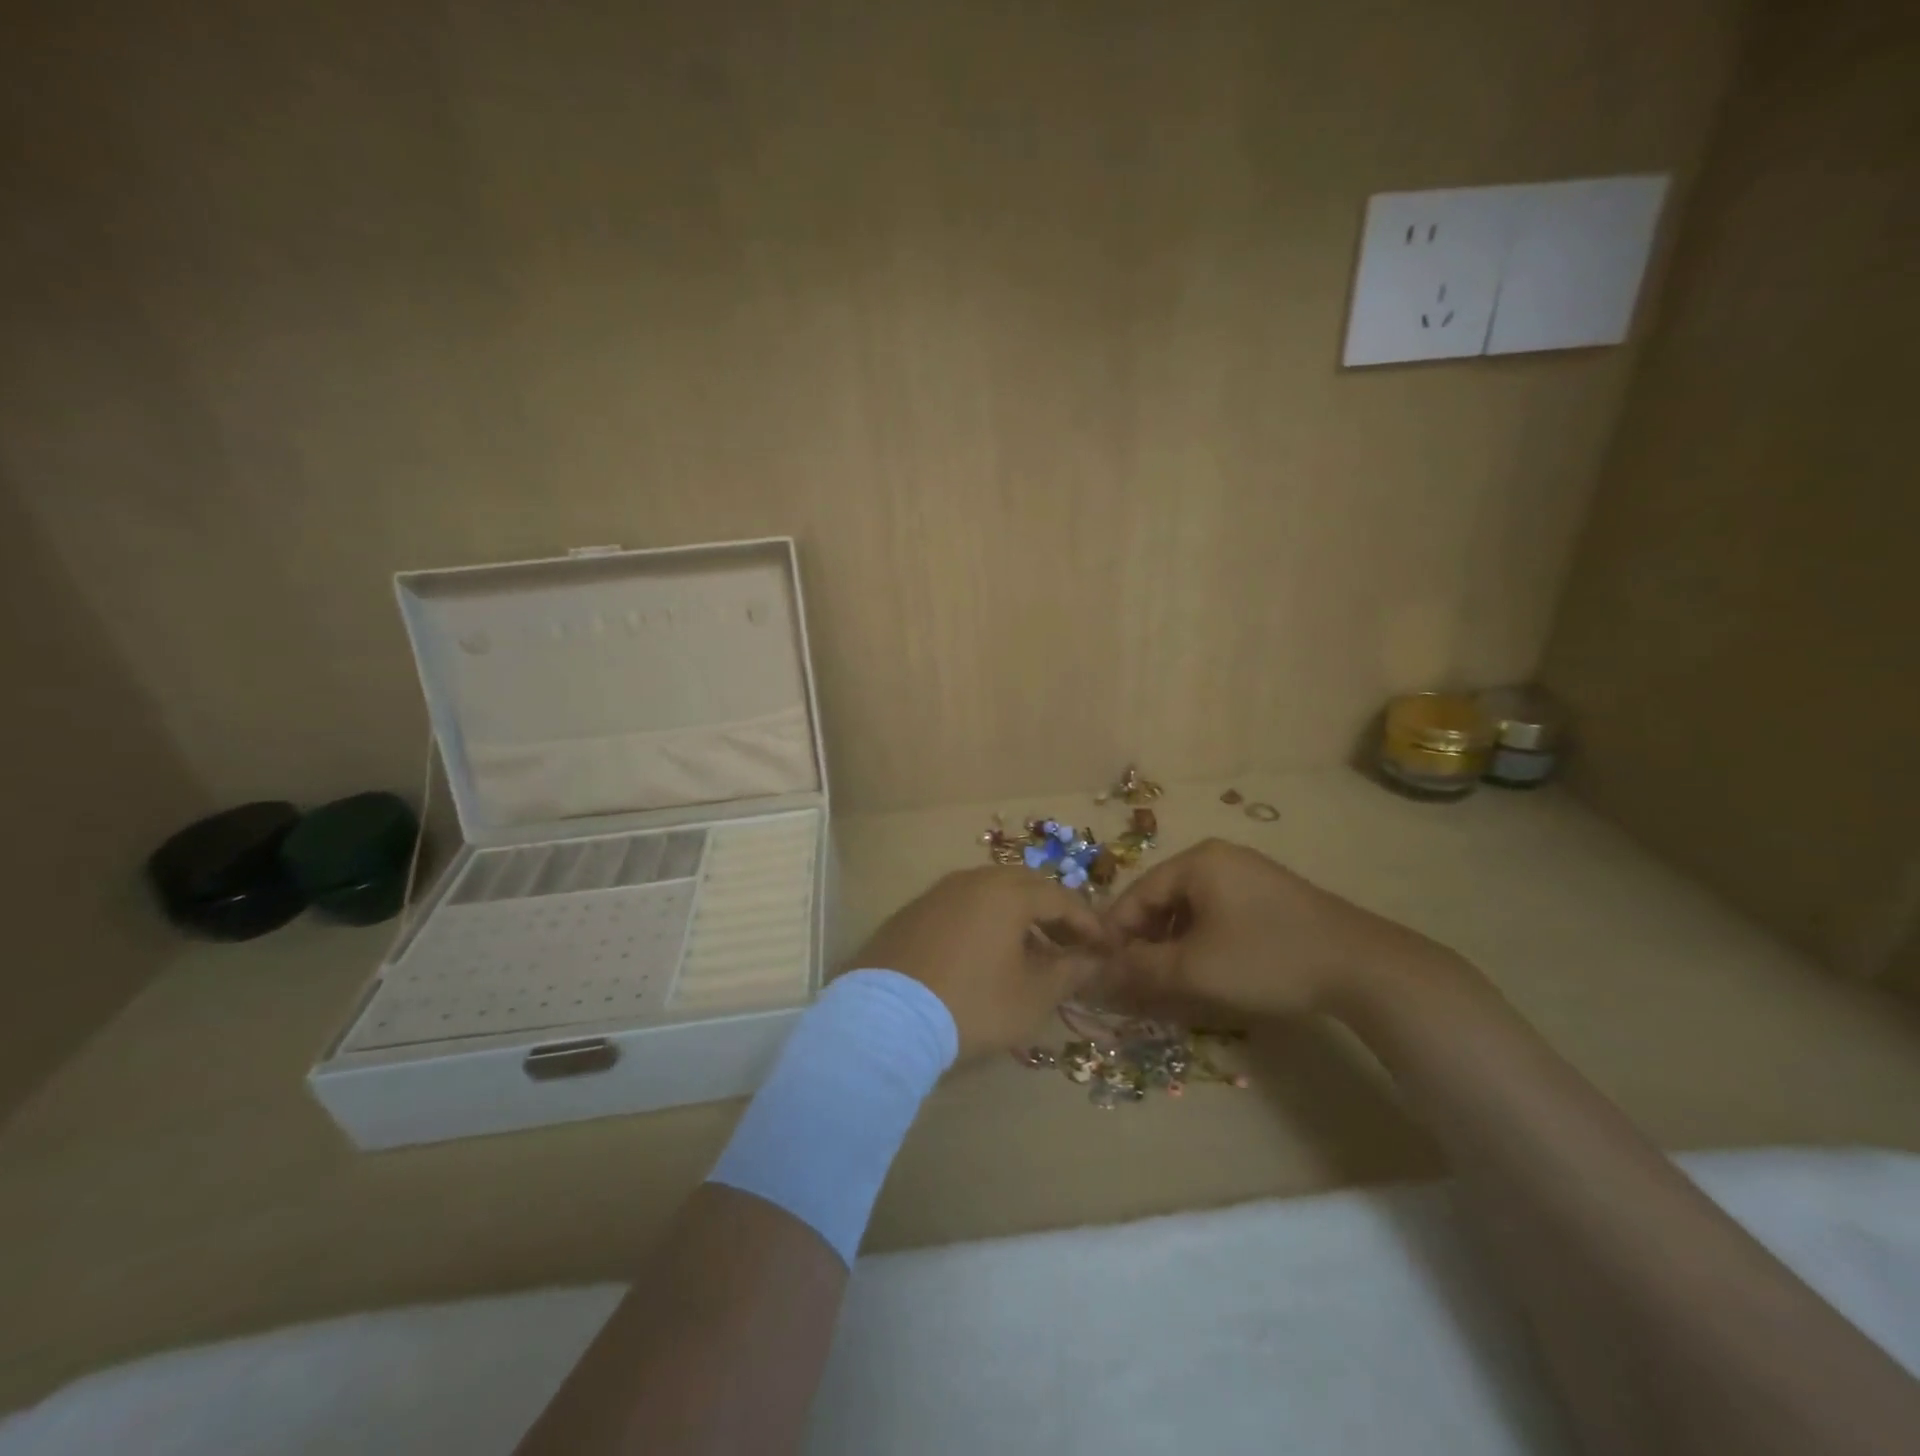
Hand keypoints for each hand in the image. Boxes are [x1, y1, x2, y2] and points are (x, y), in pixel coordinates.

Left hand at [853, 867, 1112, 1057]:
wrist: (886, 1019)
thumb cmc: (972, 1004)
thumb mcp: (1032, 996)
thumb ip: (1069, 972)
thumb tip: (1092, 960)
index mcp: (1006, 892)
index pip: (1059, 897)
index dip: (1087, 922)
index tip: (1104, 947)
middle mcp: (971, 880)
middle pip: (1024, 886)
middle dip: (1052, 913)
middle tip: (1069, 945)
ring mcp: (937, 893)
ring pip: (990, 894)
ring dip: (1017, 917)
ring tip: (1029, 953)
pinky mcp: (911, 913)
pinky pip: (961, 906)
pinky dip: (984, 922)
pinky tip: (984, 954)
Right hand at [1103, 839, 1461, 1019]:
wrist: (1362, 966)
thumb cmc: (1266, 958)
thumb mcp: (1194, 968)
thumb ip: (1140, 968)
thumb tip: (1098, 973)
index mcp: (1196, 861)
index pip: (1136, 894)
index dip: (1114, 934)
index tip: (1100, 970)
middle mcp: (1218, 857)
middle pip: (1162, 899)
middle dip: (1144, 941)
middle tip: (1133, 980)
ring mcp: (1248, 874)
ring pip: (1190, 909)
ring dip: (1172, 944)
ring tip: (1167, 980)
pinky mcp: (1270, 895)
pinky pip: (1217, 913)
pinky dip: (1201, 941)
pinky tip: (1205, 969)